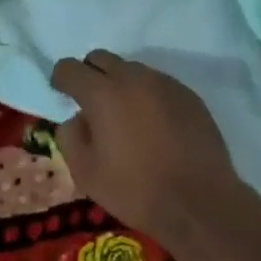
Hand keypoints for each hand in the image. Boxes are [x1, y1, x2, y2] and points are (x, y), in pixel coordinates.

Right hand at [52, 50, 245, 245]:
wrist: (200, 202)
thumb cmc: (136, 190)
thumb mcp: (86, 173)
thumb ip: (70, 136)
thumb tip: (76, 117)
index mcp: (102, 92)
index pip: (70, 68)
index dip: (61, 79)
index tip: (61, 94)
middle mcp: (132, 77)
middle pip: (101, 58)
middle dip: (90, 74)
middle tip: (92, 104)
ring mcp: (163, 83)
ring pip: (131, 70)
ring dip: (121, 85)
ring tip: (126, 118)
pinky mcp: (187, 94)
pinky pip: (158, 84)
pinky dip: (148, 96)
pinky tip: (154, 126)